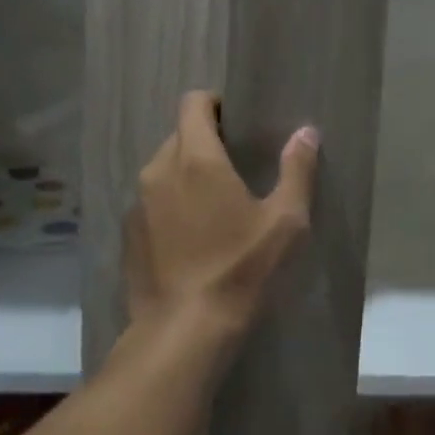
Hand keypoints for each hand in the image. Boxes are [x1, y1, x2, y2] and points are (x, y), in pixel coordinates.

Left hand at [123, 91, 318, 348]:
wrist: (185, 331)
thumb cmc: (241, 268)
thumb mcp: (285, 221)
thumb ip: (297, 169)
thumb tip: (306, 132)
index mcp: (196, 158)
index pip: (194, 103)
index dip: (216, 104)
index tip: (239, 122)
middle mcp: (159, 171)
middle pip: (179, 135)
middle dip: (206, 139)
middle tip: (237, 165)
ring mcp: (137, 204)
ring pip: (163, 168)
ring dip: (186, 172)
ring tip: (215, 201)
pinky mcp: (128, 235)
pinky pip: (151, 201)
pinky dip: (170, 203)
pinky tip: (192, 235)